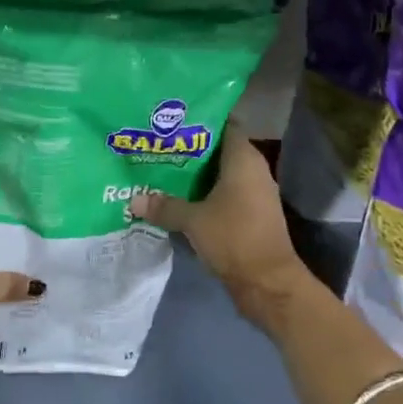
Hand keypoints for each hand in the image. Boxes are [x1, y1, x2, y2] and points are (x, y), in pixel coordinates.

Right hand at [128, 121, 308, 312]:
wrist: (268, 283)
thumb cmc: (233, 238)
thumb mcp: (193, 220)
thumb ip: (164, 206)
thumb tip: (134, 200)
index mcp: (243, 159)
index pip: (224, 125)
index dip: (199, 120)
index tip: (172, 120)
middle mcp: (253, 170)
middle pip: (219, 149)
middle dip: (191, 148)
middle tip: (159, 144)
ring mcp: (255, 193)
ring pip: (221, 174)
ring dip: (196, 174)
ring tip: (163, 169)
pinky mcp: (251, 214)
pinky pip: (225, 193)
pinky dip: (205, 193)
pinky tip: (180, 198)